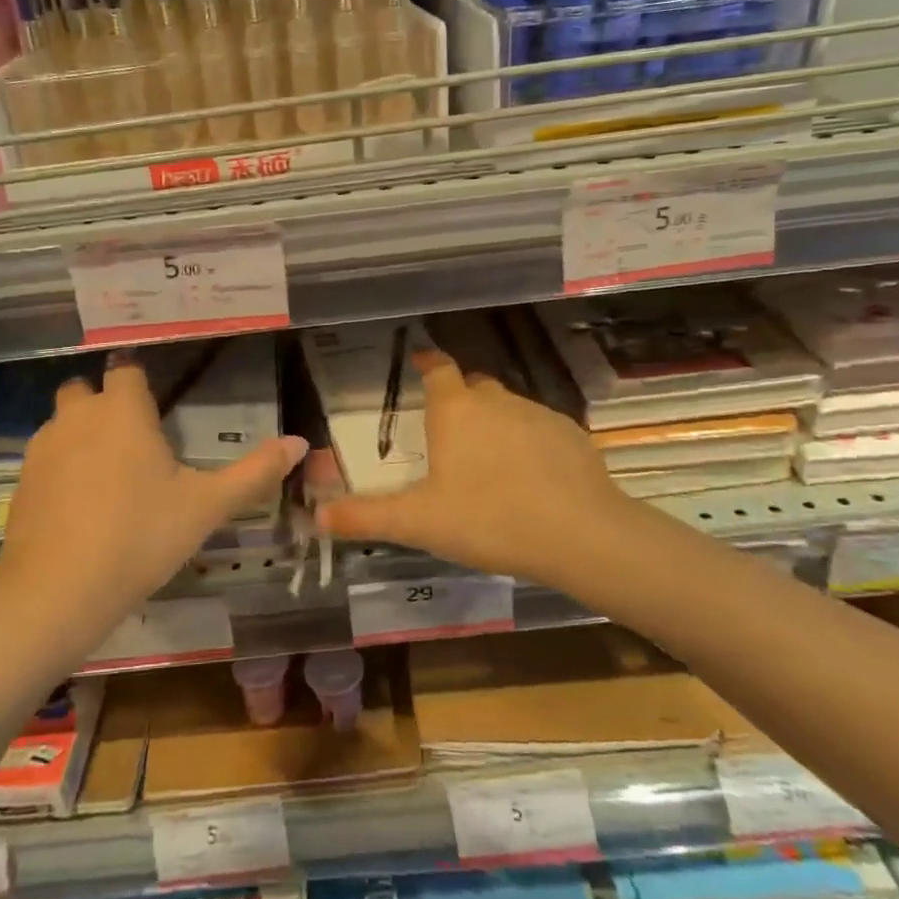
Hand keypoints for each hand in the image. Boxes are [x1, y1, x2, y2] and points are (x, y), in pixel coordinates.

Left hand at [0, 354, 307, 647]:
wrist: (58, 590)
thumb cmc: (140, 537)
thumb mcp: (206, 507)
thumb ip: (254, 472)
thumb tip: (300, 442)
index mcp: (123, 411)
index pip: (126, 370)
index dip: (138, 380)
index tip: (153, 400)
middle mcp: (78, 416)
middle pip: (86, 389)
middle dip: (104, 403)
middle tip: (132, 438)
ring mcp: (43, 447)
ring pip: (62, 422)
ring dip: (81, 433)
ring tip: (106, 473)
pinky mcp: (22, 480)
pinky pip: (44, 457)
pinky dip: (60, 467)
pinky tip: (77, 504)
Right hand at [318, 347, 640, 595]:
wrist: (581, 536)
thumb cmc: (489, 519)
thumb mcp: (418, 523)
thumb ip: (365, 517)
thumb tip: (317, 516)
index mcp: (455, 410)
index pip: (437, 368)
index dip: (426, 362)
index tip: (418, 363)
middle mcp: (496, 400)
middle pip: (472, 387)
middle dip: (458, 400)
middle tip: (447, 433)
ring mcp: (538, 414)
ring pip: (507, 408)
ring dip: (494, 424)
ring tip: (488, 464)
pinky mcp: (572, 435)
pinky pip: (540, 430)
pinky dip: (529, 444)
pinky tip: (530, 479)